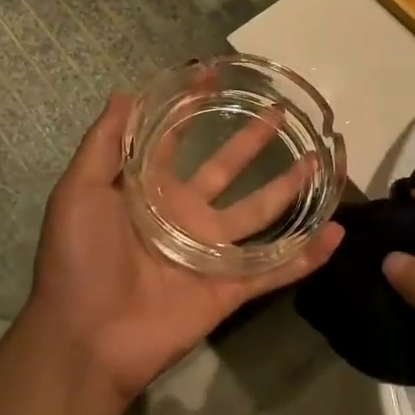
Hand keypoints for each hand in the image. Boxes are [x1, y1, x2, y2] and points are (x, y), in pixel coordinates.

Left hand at [23, 93, 342, 402]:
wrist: (86, 339)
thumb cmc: (79, 259)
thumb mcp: (80, 192)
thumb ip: (105, 144)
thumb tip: (124, 92)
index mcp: (150, 192)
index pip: (175, 141)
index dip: (191, 109)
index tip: (214, 75)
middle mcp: (185, 215)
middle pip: (228, 170)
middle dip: (251, 141)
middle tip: (280, 112)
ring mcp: (210, 252)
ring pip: (260, 214)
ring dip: (289, 190)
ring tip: (318, 162)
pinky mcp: (229, 288)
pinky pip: (274, 269)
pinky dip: (306, 256)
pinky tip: (335, 234)